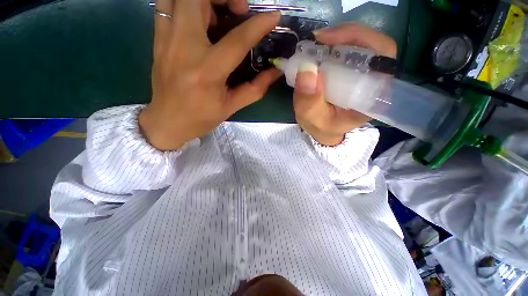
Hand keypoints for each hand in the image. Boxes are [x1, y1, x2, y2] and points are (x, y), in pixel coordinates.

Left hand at [139, 0, 281, 150]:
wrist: (167, 122)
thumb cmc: (201, 118)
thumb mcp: (231, 107)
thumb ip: (255, 89)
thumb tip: (275, 72)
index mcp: (208, 72)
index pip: (237, 40)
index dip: (258, 25)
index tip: (273, 17)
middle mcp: (184, 49)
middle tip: (238, 11)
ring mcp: (166, 41)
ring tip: (217, 12)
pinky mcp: (157, 39)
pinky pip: (166, 5)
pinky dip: (185, 3)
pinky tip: (198, 19)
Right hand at [293, 23, 396, 145]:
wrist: (324, 130)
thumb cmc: (322, 128)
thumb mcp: (313, 120)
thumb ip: (309, 102)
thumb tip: (307, 69)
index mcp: (372, 96)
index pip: (382, 57)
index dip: (360, 40)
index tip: (328, 40)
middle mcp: (374, 82)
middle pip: (373, 45)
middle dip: (345, 36)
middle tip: (318, 39)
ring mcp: (364, 76)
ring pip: (361, 45)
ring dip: (337, 39)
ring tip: (316, 44)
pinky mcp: (353, 73)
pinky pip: (348, 51)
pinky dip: (333, 46)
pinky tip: (320, 50)